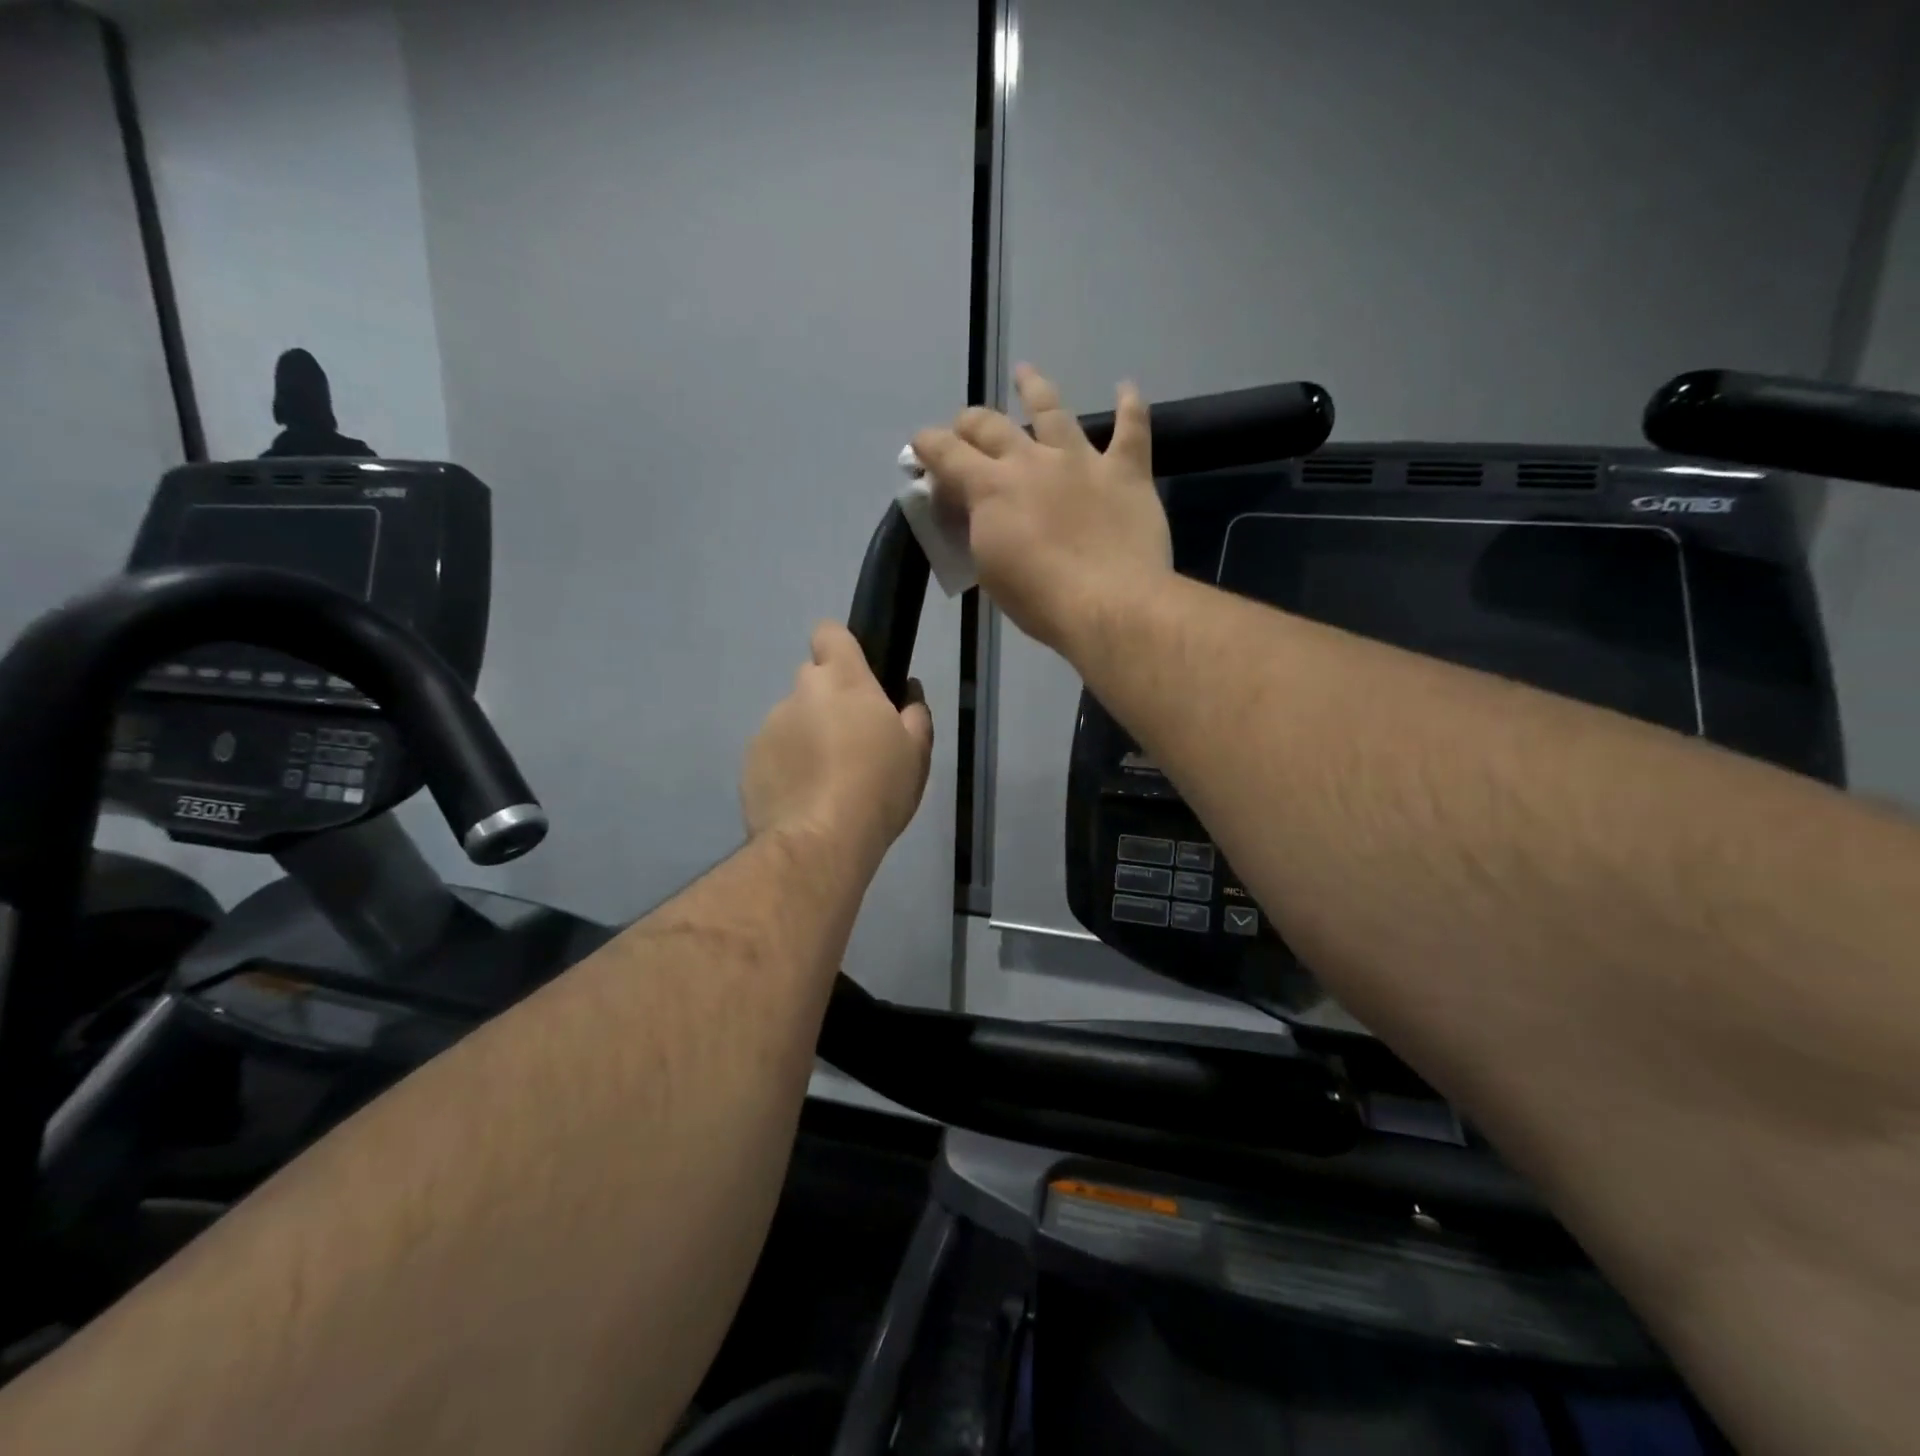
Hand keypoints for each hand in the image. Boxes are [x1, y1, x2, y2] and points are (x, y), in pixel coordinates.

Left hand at [741, 621, 933, 868]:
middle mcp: (800, 692)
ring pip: (792, 719)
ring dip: (806, 736)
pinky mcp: (749, 760)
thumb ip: (915, 713)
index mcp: (844, 681)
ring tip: (826, 780)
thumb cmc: (878, 789)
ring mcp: (769, 726)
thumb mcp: (917, 753)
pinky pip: (773, 752)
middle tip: (850, 741)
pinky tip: (804, 798)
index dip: (840, 649)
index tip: (856, 676)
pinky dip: (786, 766)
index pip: (830, 633)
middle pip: (812, 680)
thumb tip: (909, 692)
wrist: (820, 842)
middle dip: (828, 701)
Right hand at [910, 364, 1172, 654]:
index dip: (927, 445)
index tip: (921, 447)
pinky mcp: (1126, 472)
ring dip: (1035, 389)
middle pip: (992, 425)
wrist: (1109, 605)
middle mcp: (1033, 461)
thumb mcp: (990, 569)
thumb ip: (979, 530)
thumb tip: (974, 512)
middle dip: (971, 423)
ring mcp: (1082, 461)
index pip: (946, 452)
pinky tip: (1126, 388)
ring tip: (1026, 373)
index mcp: (991, 487)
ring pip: (1054, 411)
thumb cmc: (1040, 600)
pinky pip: (1131, 429)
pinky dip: (1130, 405)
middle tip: (967, 428)